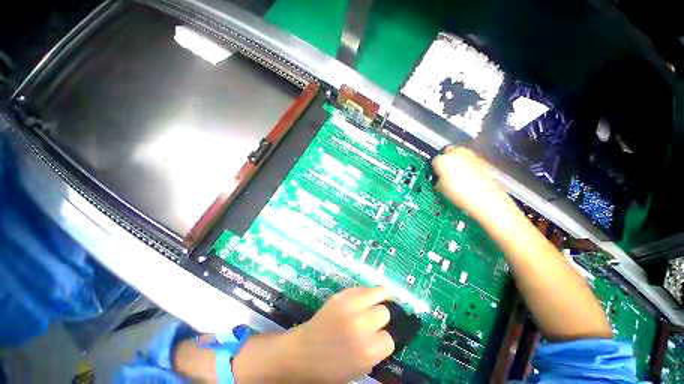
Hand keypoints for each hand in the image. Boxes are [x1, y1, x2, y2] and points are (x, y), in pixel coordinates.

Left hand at [234, 286, 394, 382]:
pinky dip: (366, 293)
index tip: (378, 339)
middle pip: (385, 312)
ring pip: (379, 292)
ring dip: (381, 298)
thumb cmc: (330, 368)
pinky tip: (363, 299)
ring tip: (379, 301)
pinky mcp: (341, 294)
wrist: (303, 352)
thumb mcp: (359, 369)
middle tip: (376, 321)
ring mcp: (350, 306)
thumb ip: (376, 351)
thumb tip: (386, 333)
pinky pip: (362, 288)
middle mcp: (361, 325)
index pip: (389, 339)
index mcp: (367, 350)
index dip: (384, 340)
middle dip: (382, 318)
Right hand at [431, 146, 506, 217]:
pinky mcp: (481, 159)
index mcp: (442, 159)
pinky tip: (468, 176)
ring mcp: (470, 154)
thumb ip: (438, 178)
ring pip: (459, 155)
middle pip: (448, 153)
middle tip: (446, 172)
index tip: (436, 176)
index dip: (435, 169)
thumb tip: (440, 178)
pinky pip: (469, 160)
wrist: (484, 197)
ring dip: (457, 162)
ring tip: (458, 175)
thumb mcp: (440, 188)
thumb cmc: (457, 193)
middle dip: (447, 160)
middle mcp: (455, 152)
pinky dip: (467, 165)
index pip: (434, 161)